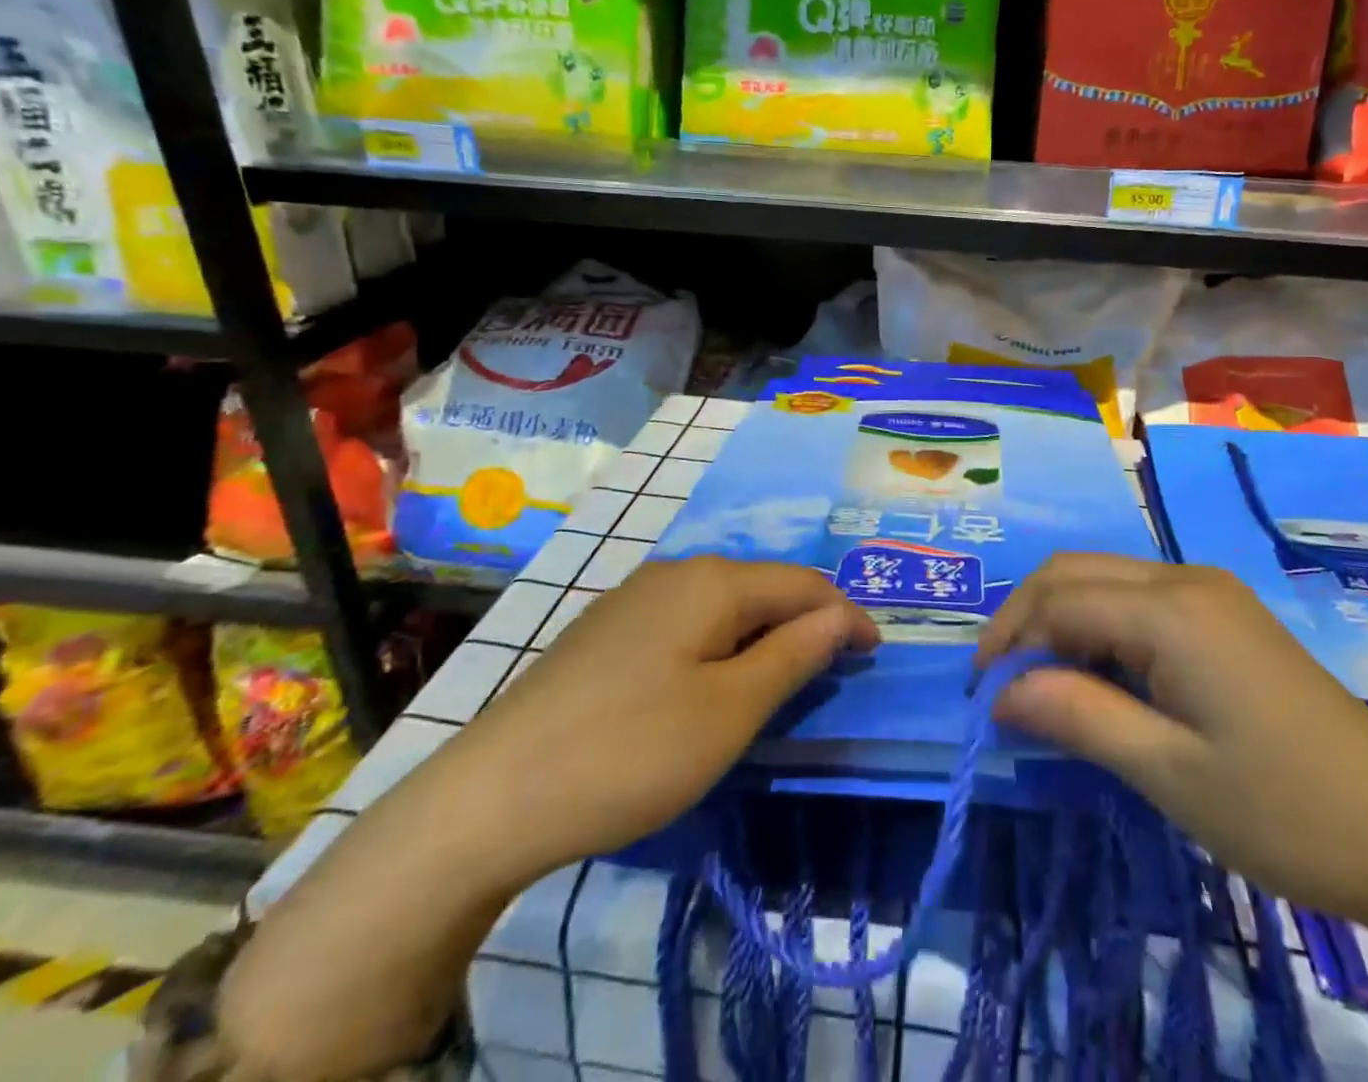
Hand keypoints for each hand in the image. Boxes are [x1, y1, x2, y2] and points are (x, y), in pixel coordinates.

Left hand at [220, 556, 875, 1081]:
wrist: (493, 795)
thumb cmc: (632, 751)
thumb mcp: (731, 710)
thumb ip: (794, 655)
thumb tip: (841, 618)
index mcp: (712, 581)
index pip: (801, 583)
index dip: (845, 614)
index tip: (875, 652)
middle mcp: (675, 572)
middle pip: (762, 588)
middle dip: (805, 621)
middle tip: (836, 666)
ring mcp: (633, 599)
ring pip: (723, 605)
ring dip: (763, 634)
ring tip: (785, 674)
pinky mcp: (606, 631)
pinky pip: (686, 623)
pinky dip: (720, 645)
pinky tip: (713, 679)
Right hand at [975, 554, 1367, 928]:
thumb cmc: (1287, 812)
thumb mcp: (1169, 774)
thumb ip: (1078, 717)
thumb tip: (1001, 692)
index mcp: (1171, 609)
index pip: (1057, 599)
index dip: (1009, 641)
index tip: (982, 699)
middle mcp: (1185, 579)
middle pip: (1074, 572)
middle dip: (1025, 619)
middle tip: (1002, 686)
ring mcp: (1210, 592)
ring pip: (1103, 580)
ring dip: (1060, 622)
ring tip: (1045, 689)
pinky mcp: (1224, 615)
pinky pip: (1137, 600)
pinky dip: (1099, 629)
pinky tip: (1102, 680)